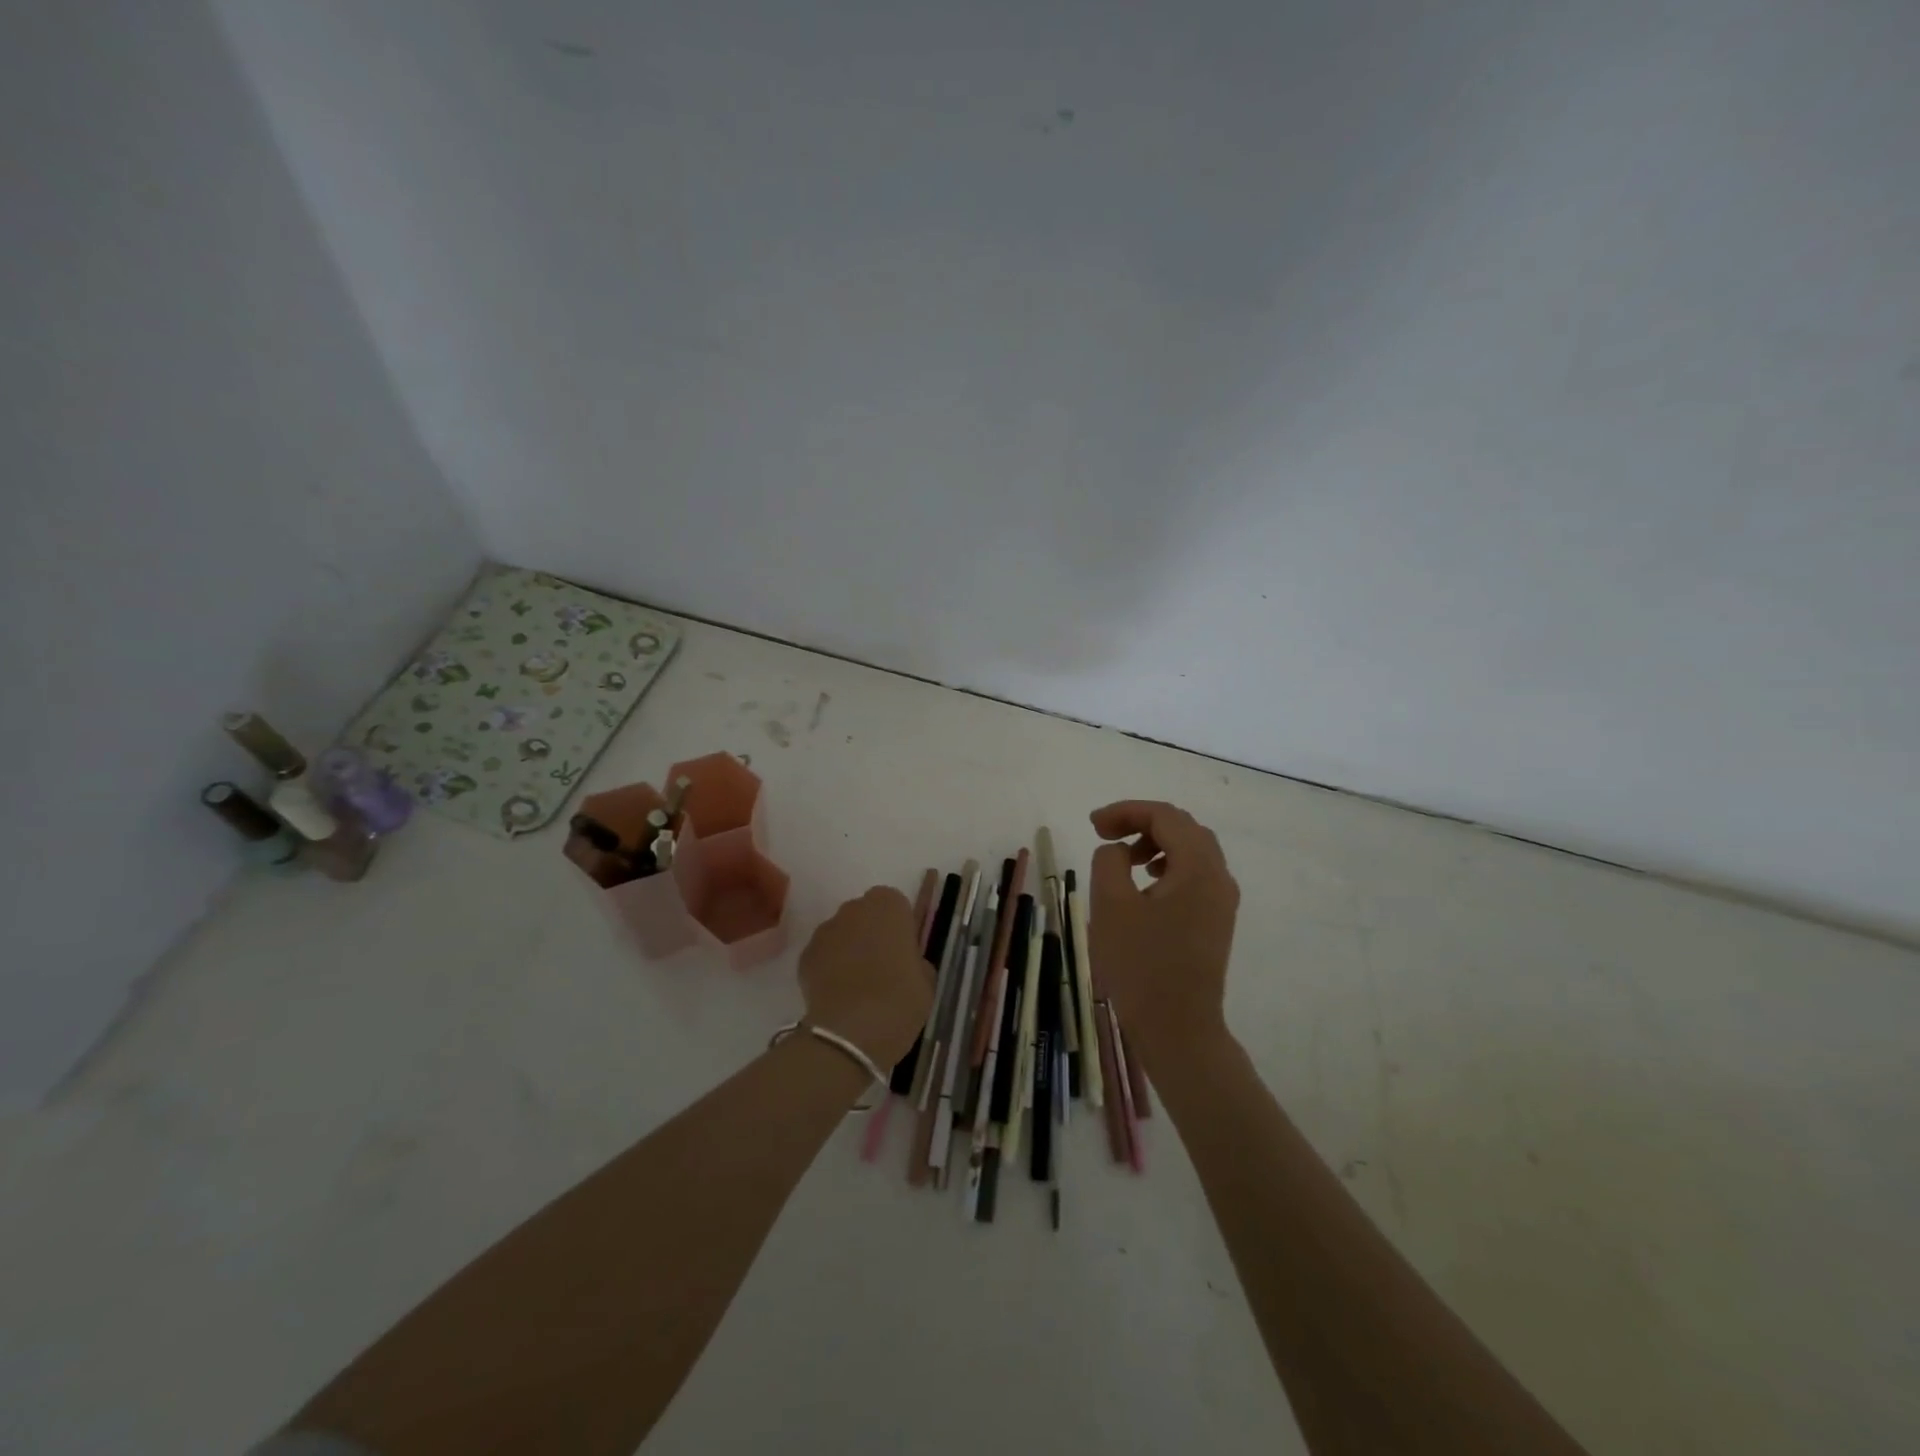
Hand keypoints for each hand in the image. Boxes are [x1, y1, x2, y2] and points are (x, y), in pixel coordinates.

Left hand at [798, 886, 933, 1067]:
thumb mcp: (926, 980)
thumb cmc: (899, 1000)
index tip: (903, 951)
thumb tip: (906, 963)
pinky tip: (838, 994)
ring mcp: (826, 930)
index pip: (895, 904)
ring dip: (849, 949)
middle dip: (872, 933)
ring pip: (842, 933)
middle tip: (882, 967)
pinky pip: (823, 955)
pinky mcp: (805, 955)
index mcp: (889, 906)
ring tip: (857, 984)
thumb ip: (915, 960)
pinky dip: (829, 968)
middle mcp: (854, 908)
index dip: (899, 927)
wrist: (851, 1033)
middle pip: (865, 914)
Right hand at [1088, 800, 1239, 1057]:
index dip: (1126, 811)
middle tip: (1105, 835)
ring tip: (1124, 861)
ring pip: (1191, 851)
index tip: (1093, 825)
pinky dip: (1168, 866)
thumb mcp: (1111, 905)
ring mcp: (1222, 900)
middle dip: (1142, 823)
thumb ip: (1110, 861)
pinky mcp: (1216, 920)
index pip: (1165, 816)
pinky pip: (1194, 875)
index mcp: (1198, 867)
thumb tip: (1118, 850)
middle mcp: (1219, 877)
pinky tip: (1144, 886)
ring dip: (1156, 844)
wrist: (1179, 1029)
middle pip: (1183, 827)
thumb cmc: (1141, 965)